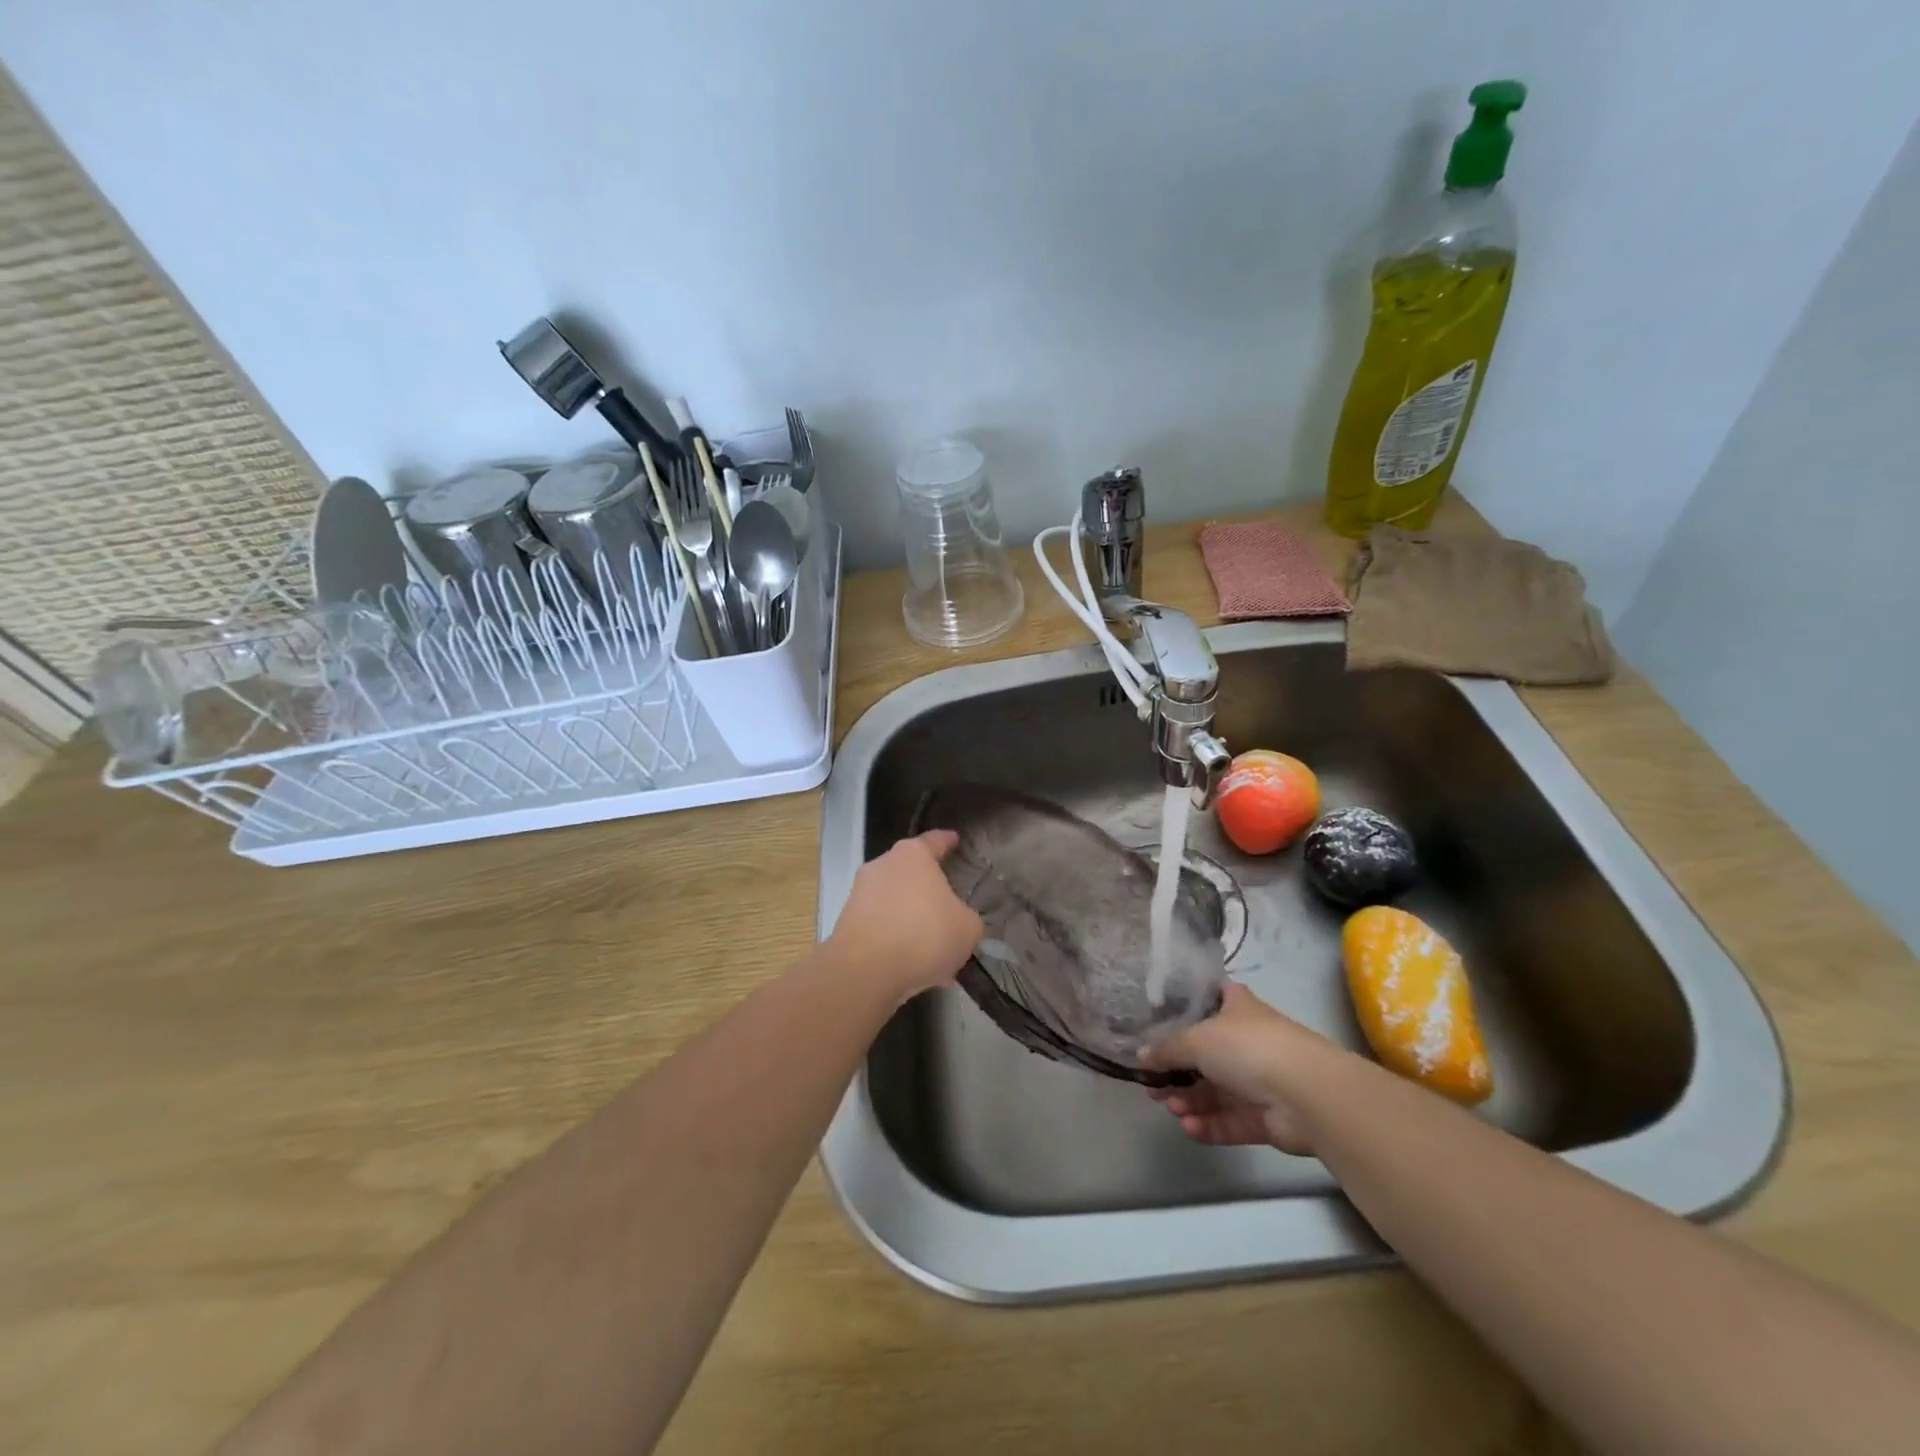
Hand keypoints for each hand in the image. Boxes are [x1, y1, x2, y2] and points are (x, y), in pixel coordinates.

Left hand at [828, 830, 983, 1001]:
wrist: (865, 970)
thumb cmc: (925, 935)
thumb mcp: (968, 928)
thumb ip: (967, 918)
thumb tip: (958, 921)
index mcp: (913, 855)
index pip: (934, 840)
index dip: (947, 841)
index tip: (954, 839)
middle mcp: (883, 866)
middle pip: (911, 873)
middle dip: (929, 891)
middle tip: (949, 909)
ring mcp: (860, 894)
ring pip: (896, 904)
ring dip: (914, 922)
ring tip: (936, 952)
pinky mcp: (847, 923)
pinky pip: (882, 928)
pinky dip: (897, 942)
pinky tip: (915, 968)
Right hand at [1142, 984, 1335, 1155]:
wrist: (1307, 1095)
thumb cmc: (1249, 1048)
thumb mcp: (1197, 1039)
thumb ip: (1166, 1049)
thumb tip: (1141, 1056)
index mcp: (1236, 1008)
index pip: (1208, 1000)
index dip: (1184, 1010)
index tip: (1156, 1024)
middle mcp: (1247, 1041)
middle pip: (1206, 1054)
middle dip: (1178, 1070)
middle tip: (1152, 1084)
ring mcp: (1259, 1080)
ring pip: (1217, 1091)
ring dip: (1191, 1100)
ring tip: (1170, 1108)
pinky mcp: (1267, 1117)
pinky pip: (1231, 1121)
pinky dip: (1209, 1125)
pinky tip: (1188, 1127)